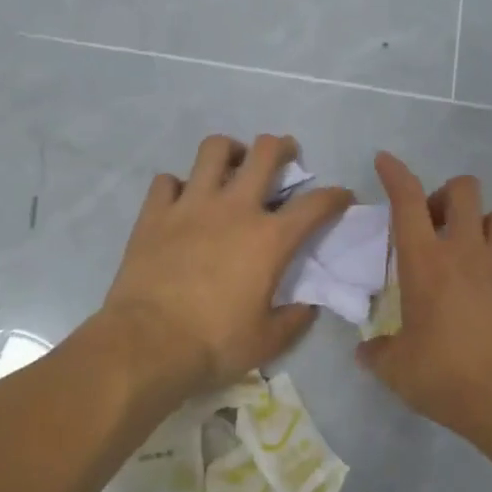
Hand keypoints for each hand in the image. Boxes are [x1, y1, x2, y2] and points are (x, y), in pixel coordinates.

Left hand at [101, 134, 351, 395]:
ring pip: (214, 150)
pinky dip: (178, 185)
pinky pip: (167, 180)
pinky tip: (181, 200)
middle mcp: (234, 209)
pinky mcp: (154, 213)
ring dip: (230, 151)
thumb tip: (307, 308)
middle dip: (283, 147)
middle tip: (284, 155)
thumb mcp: (268, 341)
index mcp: (270, 239)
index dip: (335, 196)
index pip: (315, 205)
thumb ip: (294, 320)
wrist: (149, 343)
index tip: (342, 196)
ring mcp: (191, 205)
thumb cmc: (215, 343)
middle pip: (266, 153)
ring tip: (232, 164)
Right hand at [355, 152, 491, 447]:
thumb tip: (367, 350)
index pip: (408, 201)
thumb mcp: (397, 370)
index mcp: (426, 263)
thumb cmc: (447, 377)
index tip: (385, 160)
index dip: (395, 174)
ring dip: (477, 220)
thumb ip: (377, 353)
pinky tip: (481, 291)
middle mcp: (465, 253)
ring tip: (463, 249)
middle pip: (463, 190)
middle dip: (444, 194)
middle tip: (430, 225)